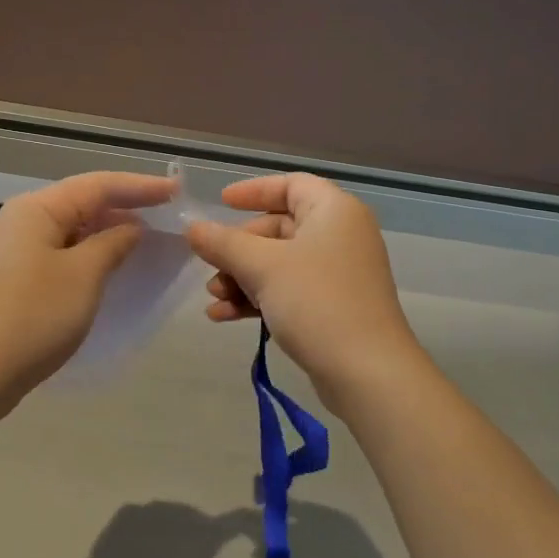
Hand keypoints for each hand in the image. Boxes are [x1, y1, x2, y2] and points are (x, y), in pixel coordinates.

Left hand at [0, 170, 176, 395]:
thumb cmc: (35, 315)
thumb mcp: (84, 275)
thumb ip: (113, 244)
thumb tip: (131, 229)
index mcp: (36, 209)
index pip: (97, 186)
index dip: (140, 187)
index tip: (176, 191)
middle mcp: (21, 220)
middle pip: (81, 202)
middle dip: (123, 207)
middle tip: (165, 214)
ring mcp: (13, 250)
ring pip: (70, 229)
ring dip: (106, 232)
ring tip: (144, 239)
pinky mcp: (12, 277)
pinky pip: (59, 252)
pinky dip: (88, 253)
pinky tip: (109, 266)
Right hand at [185, 173, 420, 391]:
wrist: (366, 372)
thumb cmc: (316, 302)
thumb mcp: (262, 267)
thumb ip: (223, 243)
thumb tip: (192, 227)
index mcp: (333, 211)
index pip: (291, 185)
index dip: (254, 191)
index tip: (221, 204)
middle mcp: (340, 235)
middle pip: (279, 227)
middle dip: (238, 248)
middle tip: (211, 266)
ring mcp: (338, 274)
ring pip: (279, 263)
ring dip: (242, 277)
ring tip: (214, 297)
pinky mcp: (333, 307)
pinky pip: (288, 291)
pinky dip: (258, 298)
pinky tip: (224, 316)